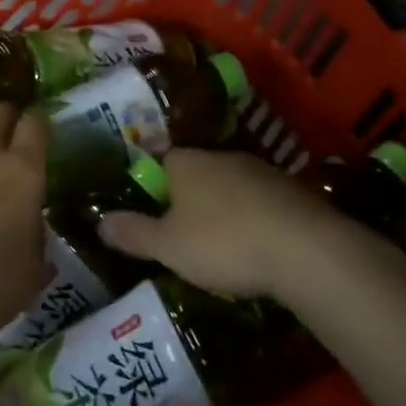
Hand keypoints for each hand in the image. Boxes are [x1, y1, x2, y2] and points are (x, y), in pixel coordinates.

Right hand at [99, 148, 380, 300]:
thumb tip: (99, 221)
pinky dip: (254, 219)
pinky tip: (256, 247)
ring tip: (220, 245)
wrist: (306, 249)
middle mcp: (221, 156)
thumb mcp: (168, 246)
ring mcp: (261, 171)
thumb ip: (133, 233)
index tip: (152, 212)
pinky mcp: (293, 192)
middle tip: (182, 233)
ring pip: (231, 186)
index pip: (160, 160)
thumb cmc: (223, 242)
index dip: (153, 184)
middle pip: (196, 171)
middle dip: (189, 198)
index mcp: (186, 162)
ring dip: (224, 209)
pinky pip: (261, 202)